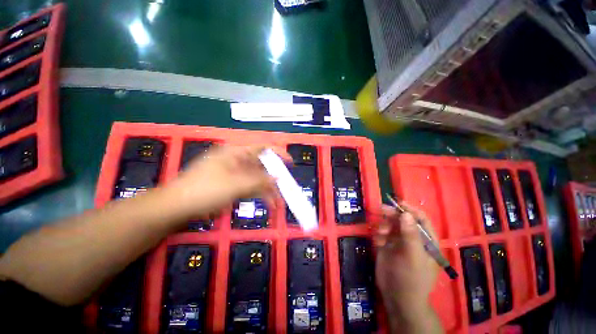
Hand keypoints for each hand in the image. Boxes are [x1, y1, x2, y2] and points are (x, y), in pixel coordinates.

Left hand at [163, 145, 290, 220]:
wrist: (175, 207)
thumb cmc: (205, 191)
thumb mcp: (236, 185)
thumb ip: (259, 181)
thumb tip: (278, 177)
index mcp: (236, 153)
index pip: (262, 147)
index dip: (278, 153)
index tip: (290, 163)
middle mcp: (236, 160)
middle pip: (261, 165)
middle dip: (274, 177)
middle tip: (285, 189)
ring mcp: (233, 173)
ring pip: (256, 178)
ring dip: (267, 189)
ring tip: (277, 203)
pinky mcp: (230, 184)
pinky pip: (249, 186)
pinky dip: (258, 194)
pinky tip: (266, 203)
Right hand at [375, 202, 440, 331]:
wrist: (397, 297)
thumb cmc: (411, 278)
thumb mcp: (413, 256)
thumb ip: (410, 235)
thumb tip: (406, 214)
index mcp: (426, 240)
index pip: (421, 219)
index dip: (410, 210)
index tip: (398, 203)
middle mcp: (413, 238)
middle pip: (403, 220)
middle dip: (393, 215)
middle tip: (382, 210)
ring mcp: (399, 242)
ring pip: (391, 225)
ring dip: (384, 225)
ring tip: (380, 234)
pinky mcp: (387, 246)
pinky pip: (382, 233)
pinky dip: (379, 234)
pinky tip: (378, 242)